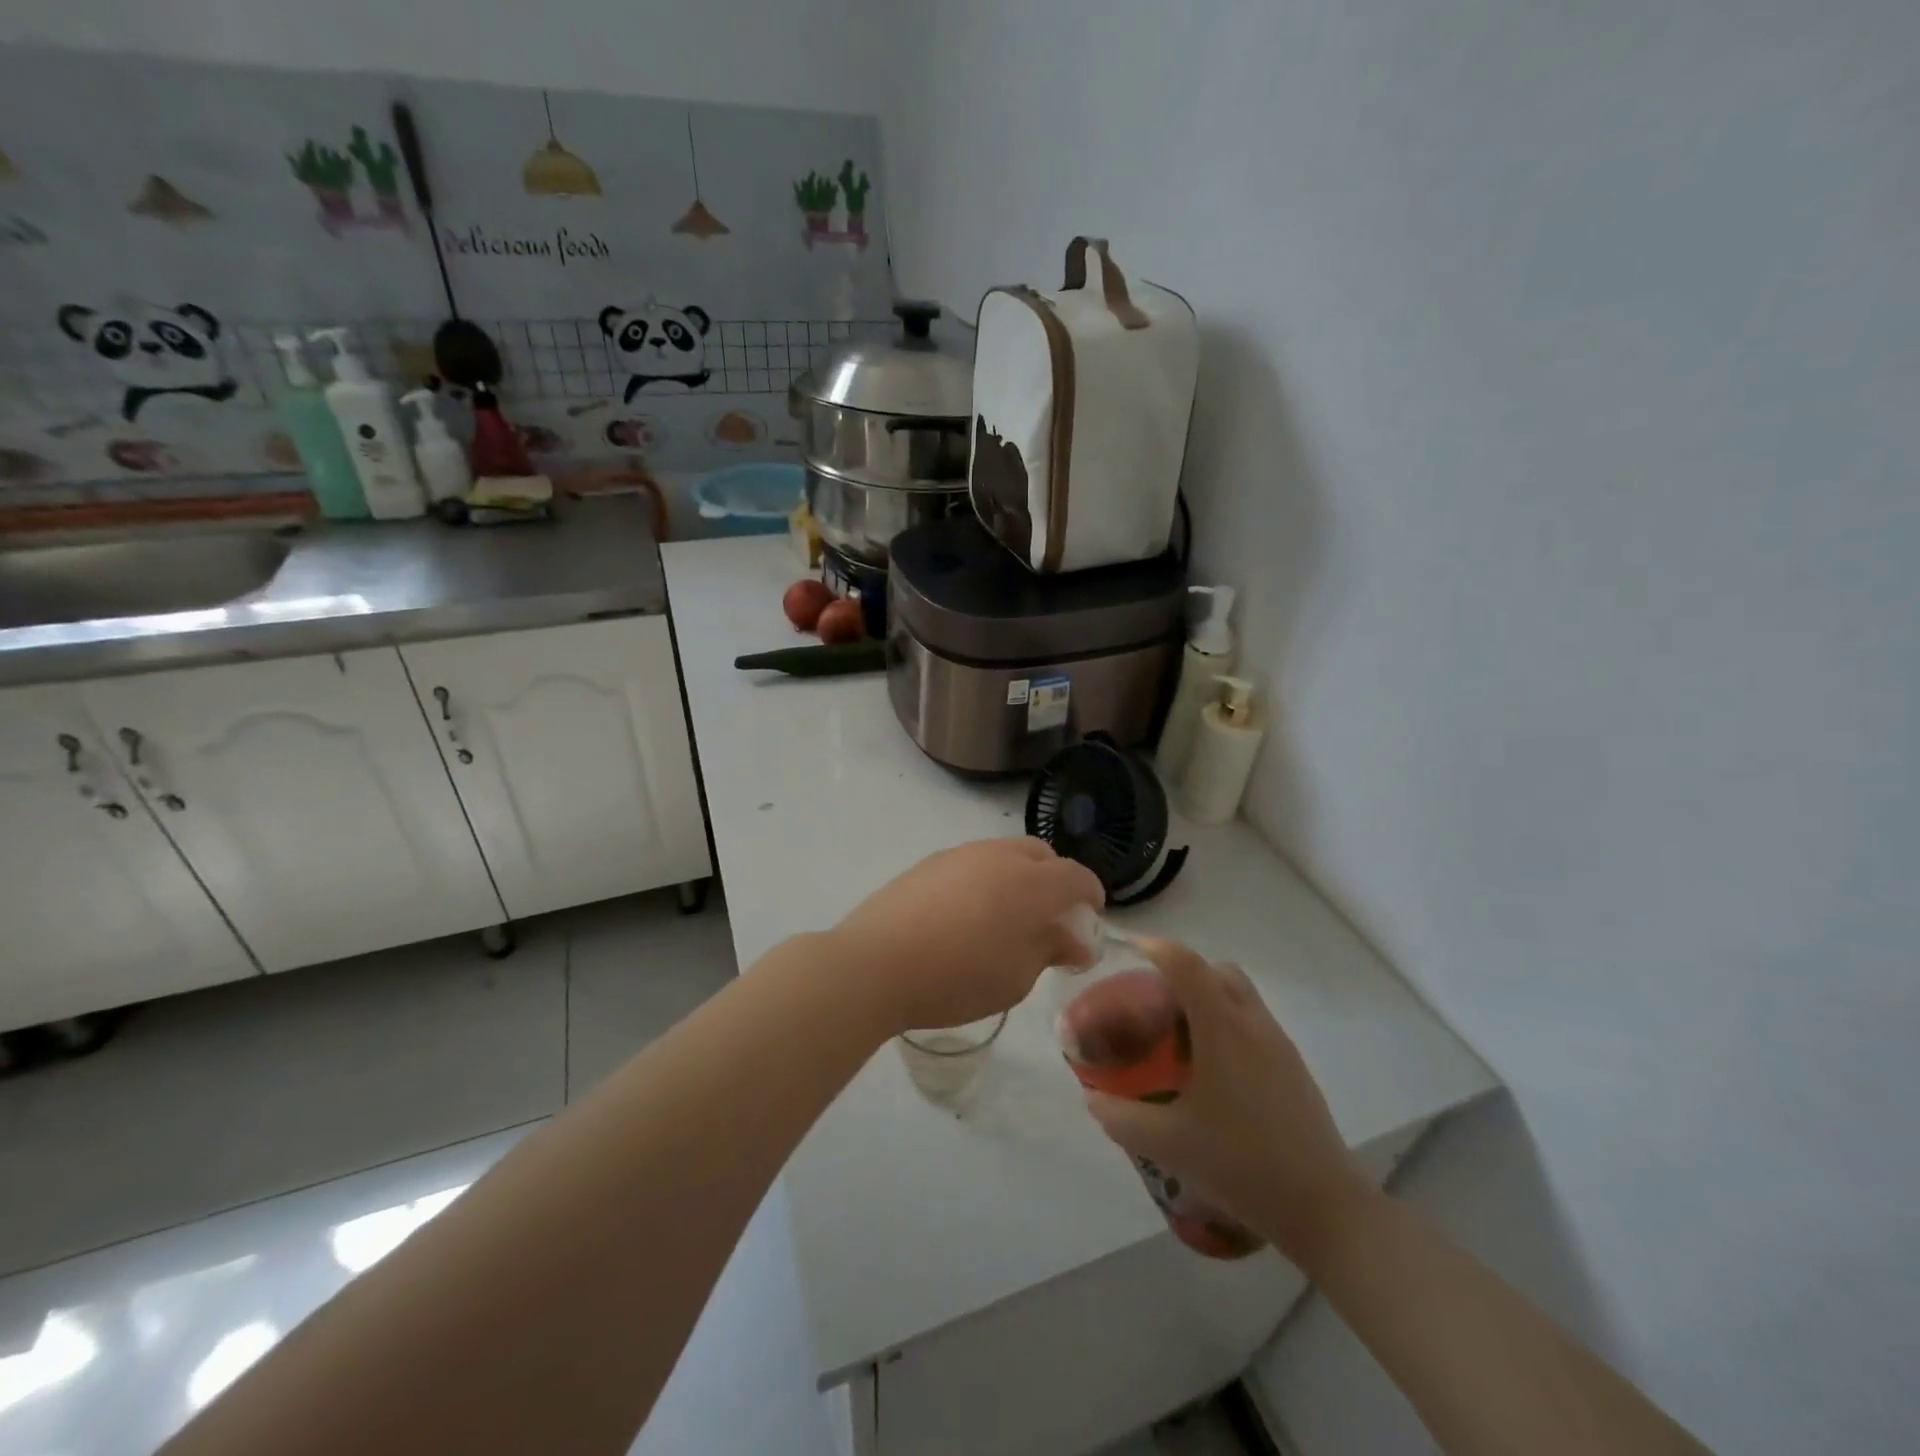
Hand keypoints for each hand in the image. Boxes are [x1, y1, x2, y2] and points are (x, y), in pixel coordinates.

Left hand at [830, 838, 1103, 1036]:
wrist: (875, 963)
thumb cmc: (957, 977)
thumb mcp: (1016, 978)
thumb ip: (1049, 949)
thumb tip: (1072, 939)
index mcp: (1031, 883)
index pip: (1076, 876)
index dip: (1091, 895)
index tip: (1091, 917)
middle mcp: (999, 856)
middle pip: (1041, 855)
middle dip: (1055, 880)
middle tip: (1051, 917)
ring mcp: (960, 855)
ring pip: (1004, 854)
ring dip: (1018, 877)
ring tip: (1007, 916)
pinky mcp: (928, 863)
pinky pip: (972, 863)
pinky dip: (984, 880)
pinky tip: (967, 914)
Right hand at [1083, 937, 1373, 1265]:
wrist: (1324, 1208)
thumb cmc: (1241, 1163)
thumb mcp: (1167, 1143)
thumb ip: (1120, 1117)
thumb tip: (1092, 1098)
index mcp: (1221, 1026)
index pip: (1185, 964)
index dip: (1155, 948)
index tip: (1128, 949)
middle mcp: (1252, 1023)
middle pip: (1216, 970)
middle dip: (1183, 971)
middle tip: (1153, 999)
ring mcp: (1279, 1044)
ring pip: (1240, 995)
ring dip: (1208, 997)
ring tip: (1178, 1035)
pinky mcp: (1293, 1068)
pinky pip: (1254, 1023)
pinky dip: (1227, 1023)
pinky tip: (1211, 1069)